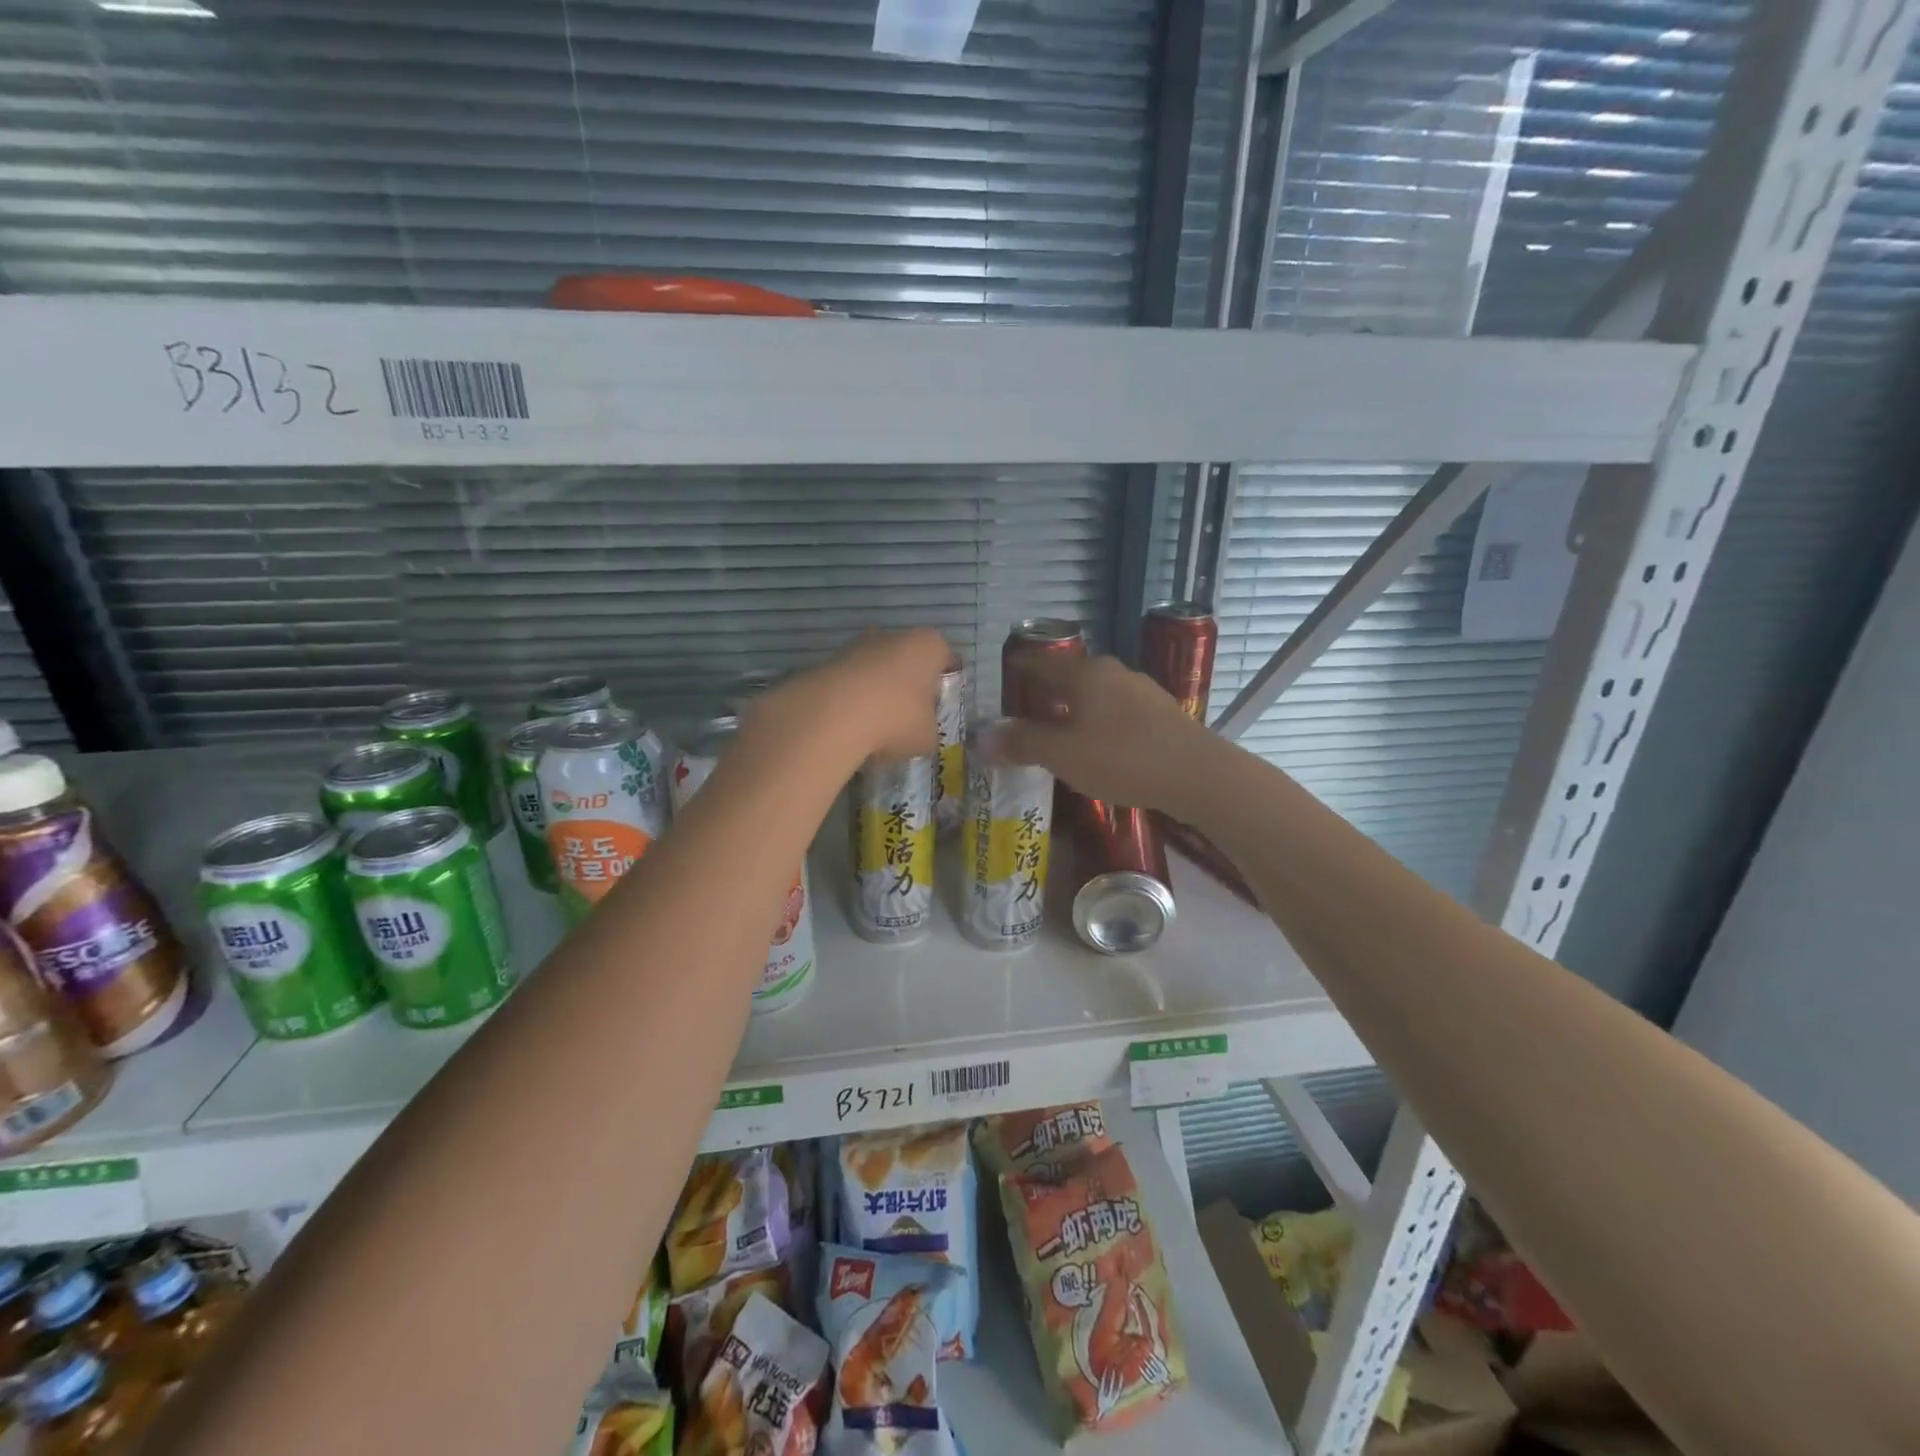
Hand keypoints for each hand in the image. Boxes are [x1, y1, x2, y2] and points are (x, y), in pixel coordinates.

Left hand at [757, 629, 952, 764]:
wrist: (833, 716)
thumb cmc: (896, 719)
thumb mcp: (928, 736)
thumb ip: (929, 727)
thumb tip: (920, 729)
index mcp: (928, 646)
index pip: (946, 659)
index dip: (945, 684)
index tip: (940, 707)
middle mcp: (894, 635)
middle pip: (908, 659)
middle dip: (908, 683)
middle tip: (909, 715)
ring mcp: (858, 644)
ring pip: (877, 667)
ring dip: (878, 689)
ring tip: (877, 723)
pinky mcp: (829, 660)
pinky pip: (851, 680)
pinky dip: (853, 697)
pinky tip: (852, 723)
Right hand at [984, 653, 1216, 813]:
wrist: (1199, 774)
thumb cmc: (1123, 758)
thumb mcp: (1063, 755)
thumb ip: (1022, 744)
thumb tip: (982, 738)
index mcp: (1085, 674)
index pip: (1042, 661)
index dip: (1020, 667)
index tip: (1004, 674)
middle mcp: (1113, 672)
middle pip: (1070, 675)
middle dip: (1046, 691)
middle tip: (1024, 709)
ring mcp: (1141, 691)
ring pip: (1095, 693)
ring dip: (1074, 707)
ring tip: (1057, 729)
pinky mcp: (1161, 713)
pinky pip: (1117, 710)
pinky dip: (1098, 721)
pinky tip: (1098, 745)